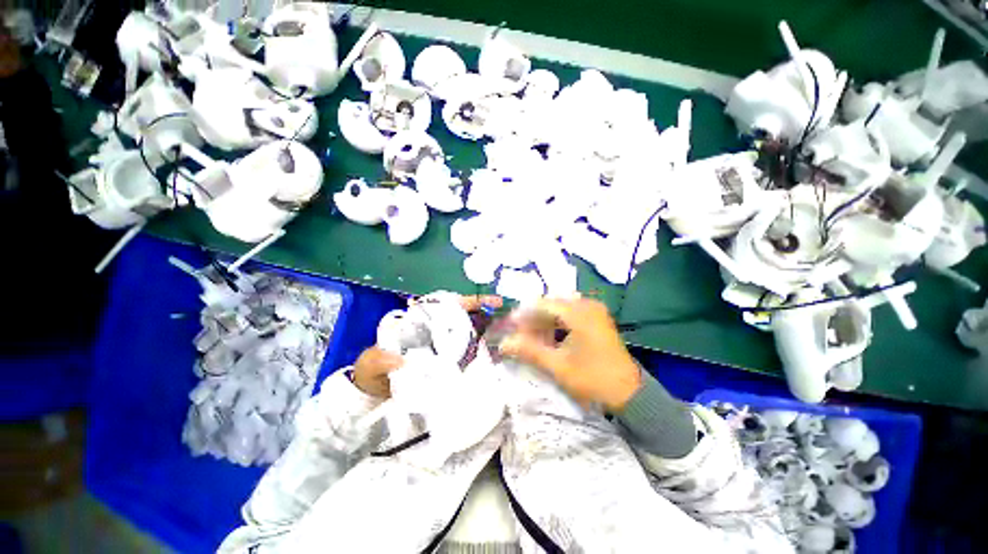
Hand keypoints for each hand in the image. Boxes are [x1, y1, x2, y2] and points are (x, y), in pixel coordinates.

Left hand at [355, 294, 503, 397]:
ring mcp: (441, 348)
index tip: (493, 301)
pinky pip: (465, 356)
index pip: (449, 306)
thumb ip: (382, 359)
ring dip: (486, 335)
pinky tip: (490, 360)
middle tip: (507, 321)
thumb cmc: (371, 370)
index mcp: (420, 323)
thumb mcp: (372, 362)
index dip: (471, 302)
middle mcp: (435, 332)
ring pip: (468, 336)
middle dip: (486, 316)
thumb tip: (404, 359)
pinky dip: (477, 356)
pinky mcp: (445, 364)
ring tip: (505, 338)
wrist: (371, 393)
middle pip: (465, 319)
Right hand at [500, 297, 642, 410]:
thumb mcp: (558, 366)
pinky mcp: (597, 319)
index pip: (543, 305)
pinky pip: (570, 315)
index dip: (524, 314)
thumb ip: (529, 351)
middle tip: (519, 333)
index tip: (509, 325)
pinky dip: (557, 324)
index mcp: (579, 313)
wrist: (630, 393)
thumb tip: (504, 343)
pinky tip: (548, 337)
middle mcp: (588, 305)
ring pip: (560, 310)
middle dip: (533, 318)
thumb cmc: (593, 379)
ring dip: (544, 321)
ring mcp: (594, 311)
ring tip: (530, 336)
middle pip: (551, 305)